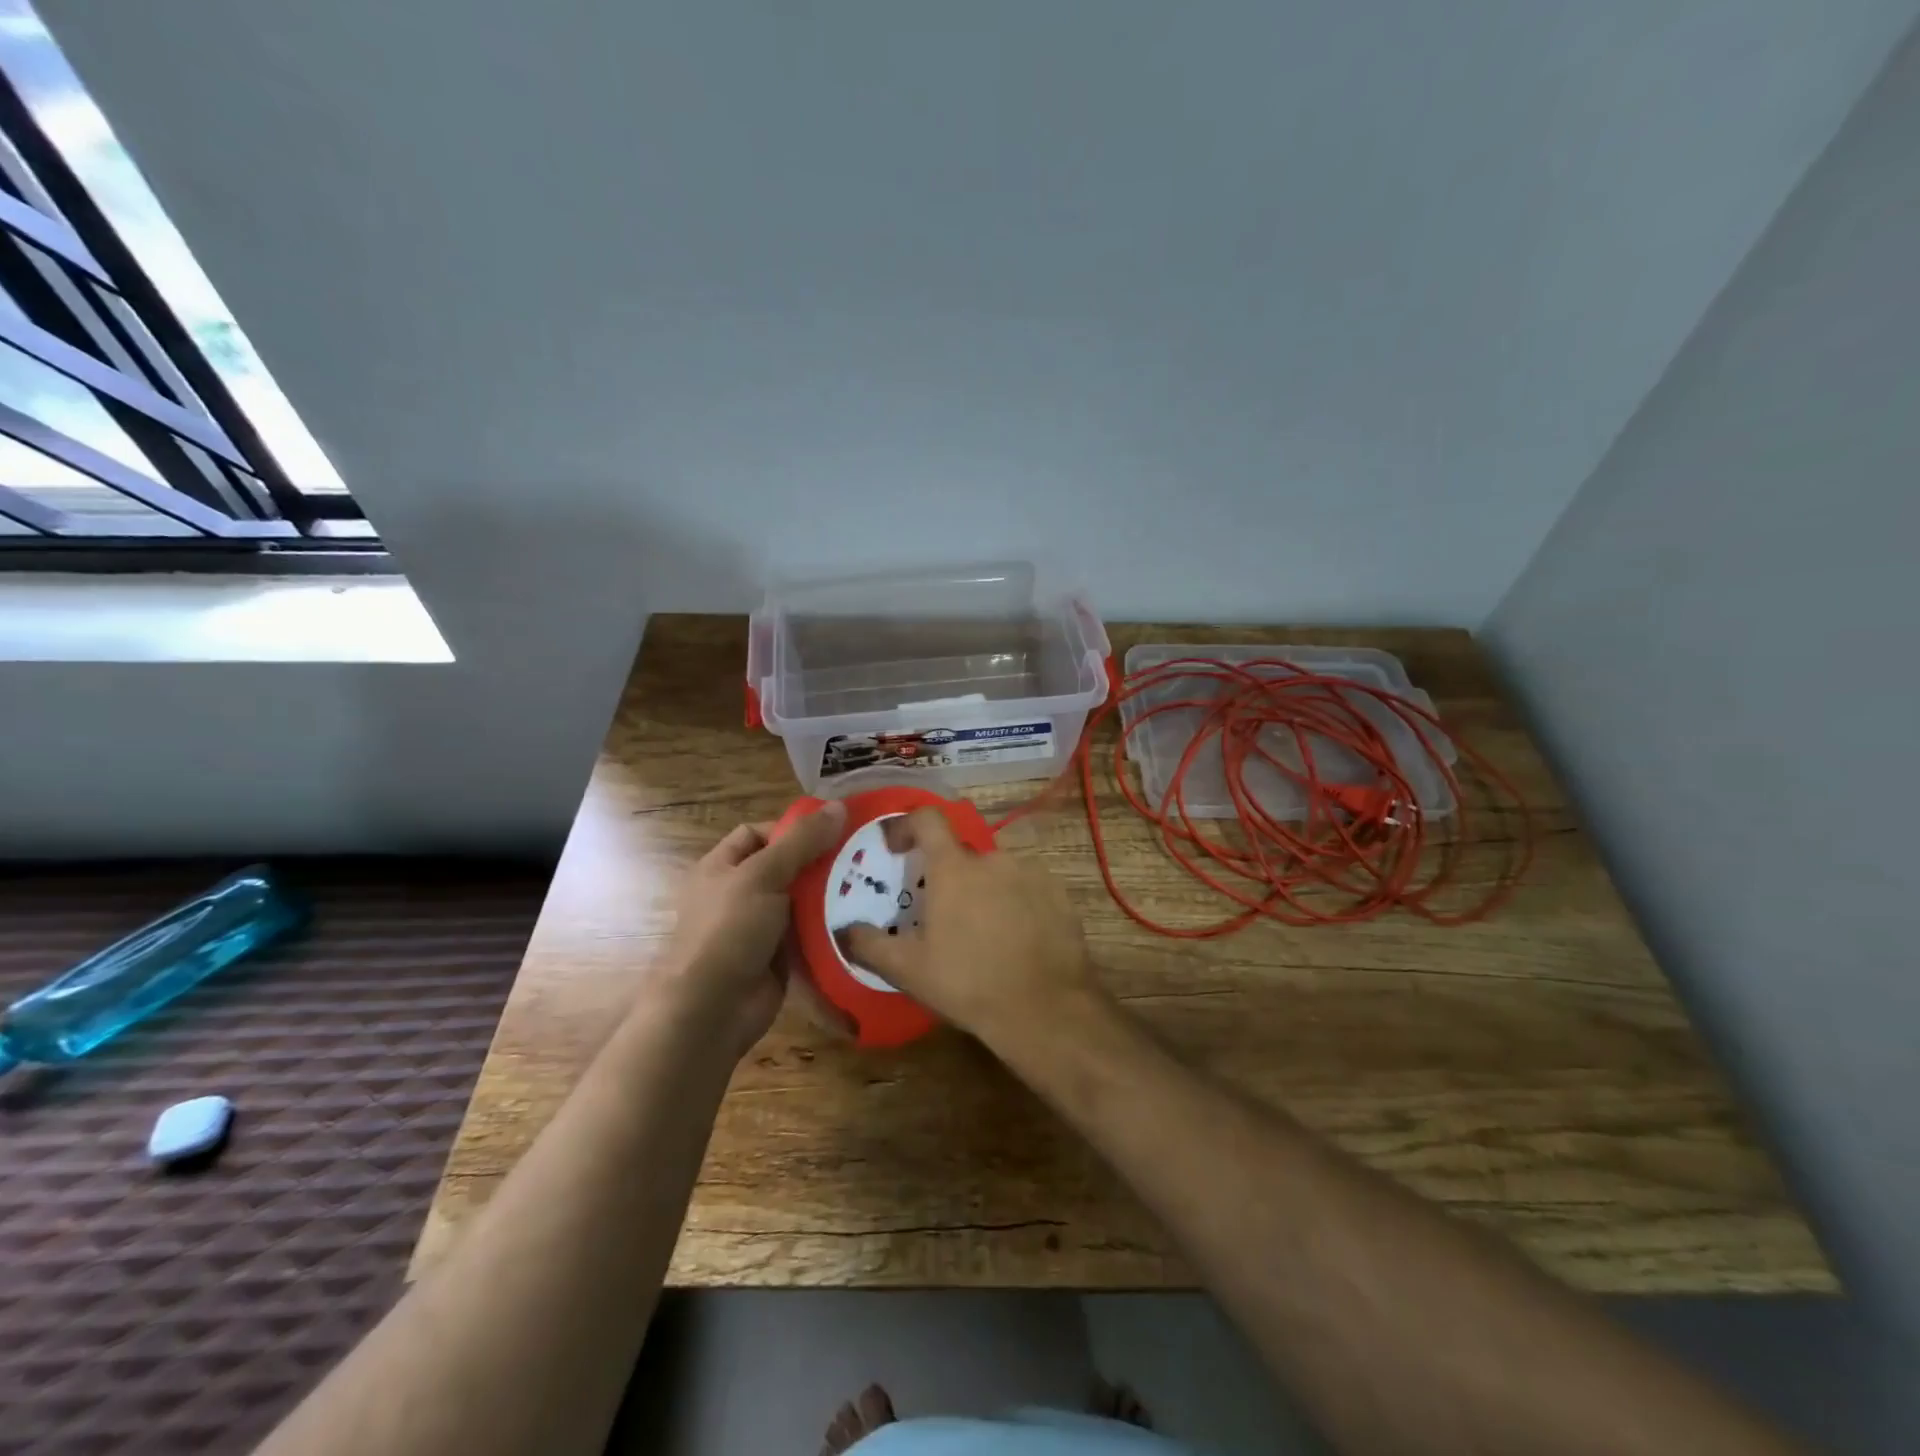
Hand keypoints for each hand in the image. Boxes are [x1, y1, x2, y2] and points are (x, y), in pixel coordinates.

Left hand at [663, 801, 846, 1056]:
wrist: (711, 1010)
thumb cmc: (728, 930)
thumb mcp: (763, 875)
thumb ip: (802, 841)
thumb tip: (839, 806)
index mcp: (722, 867)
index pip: (759, 834)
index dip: (792, 828)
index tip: (832, 831)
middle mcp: (739, 893)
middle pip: (786, 866)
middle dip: (821, 862)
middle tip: (863, 856)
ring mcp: (759, 927)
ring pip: (801, 901)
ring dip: (830, 895)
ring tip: (872, 885)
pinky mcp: (779, 956)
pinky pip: (809, 933)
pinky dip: (830, 927)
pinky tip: (862, 920)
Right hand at [841, 808, 1099, 1047]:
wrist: (1046, 1008)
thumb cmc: (968, 983)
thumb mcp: (908, 970)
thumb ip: (869, 944)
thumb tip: (844, 930)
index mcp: (954, 868)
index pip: (927, 818)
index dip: (907, 825)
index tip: (897, 849)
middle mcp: (993, 859)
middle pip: (961, 854)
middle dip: (947, 876)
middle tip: (940, 916)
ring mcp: (1031, 873)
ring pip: (995, 872)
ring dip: (982, 891)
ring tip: (979, 933)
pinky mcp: (1058, 894)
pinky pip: (1026, 888)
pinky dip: (1014, 903)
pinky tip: (1014, 940)